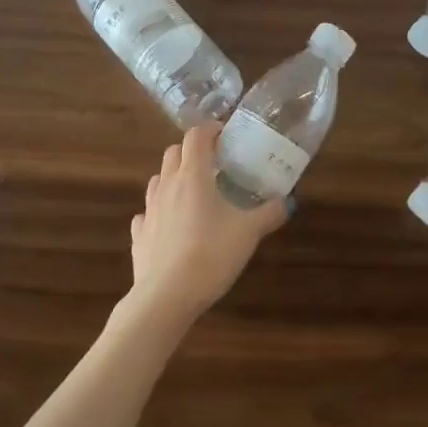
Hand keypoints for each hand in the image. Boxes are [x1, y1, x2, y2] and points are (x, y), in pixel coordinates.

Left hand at [128, 124, 286, 319]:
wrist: (166, 296)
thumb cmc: (210, 255)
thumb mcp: (249, 233)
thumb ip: (270, 213)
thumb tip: (288, 201)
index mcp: (193, 176)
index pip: (196, 136)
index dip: (211, 130)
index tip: (226, 136)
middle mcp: (167, 185)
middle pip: (173, 152)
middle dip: (192, 151)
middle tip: (214, 164)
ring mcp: (149, 209)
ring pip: (157, 179)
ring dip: (174, 177)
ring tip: (194, 193)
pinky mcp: (139, 235)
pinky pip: (147, 213)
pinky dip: (160, 211)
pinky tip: (172, 225)